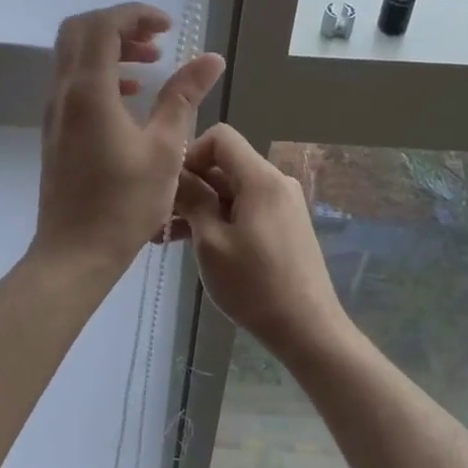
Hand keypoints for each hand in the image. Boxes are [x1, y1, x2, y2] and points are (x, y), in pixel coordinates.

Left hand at [30, 4, 224, 273]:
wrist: (74, 253)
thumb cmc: (124, 204)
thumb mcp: (166, 148)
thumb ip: (184, 97)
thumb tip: (211, 58)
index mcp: (89, 91)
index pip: (104, 26)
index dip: (136, 15)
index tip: (168, 27)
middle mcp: (63, 92)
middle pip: (80, 30)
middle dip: (119, 25)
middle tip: (156, 40)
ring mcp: (55, 112)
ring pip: (74, 56)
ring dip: (110, 48)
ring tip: (151, 62)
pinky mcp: (56, 130)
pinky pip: (73, 82)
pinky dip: (100, 73)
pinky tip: (131, 95)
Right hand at [169, 124, 350, 363]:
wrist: (308, 329)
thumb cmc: (254, 285)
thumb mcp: (212, 242)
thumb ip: (193, 200)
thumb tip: (175, 175)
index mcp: (261, 179)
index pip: (221, 137)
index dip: (191, 154)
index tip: (171, 186)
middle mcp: (276, 182)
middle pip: (225, 164)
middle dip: (191, 185)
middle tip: (159, 216)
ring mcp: (282, 204)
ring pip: (232, 189)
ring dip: (201, 206)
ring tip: (166, 235)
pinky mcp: (284, 225)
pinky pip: (246, 208)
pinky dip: (220, 218)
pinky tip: (195, 244)